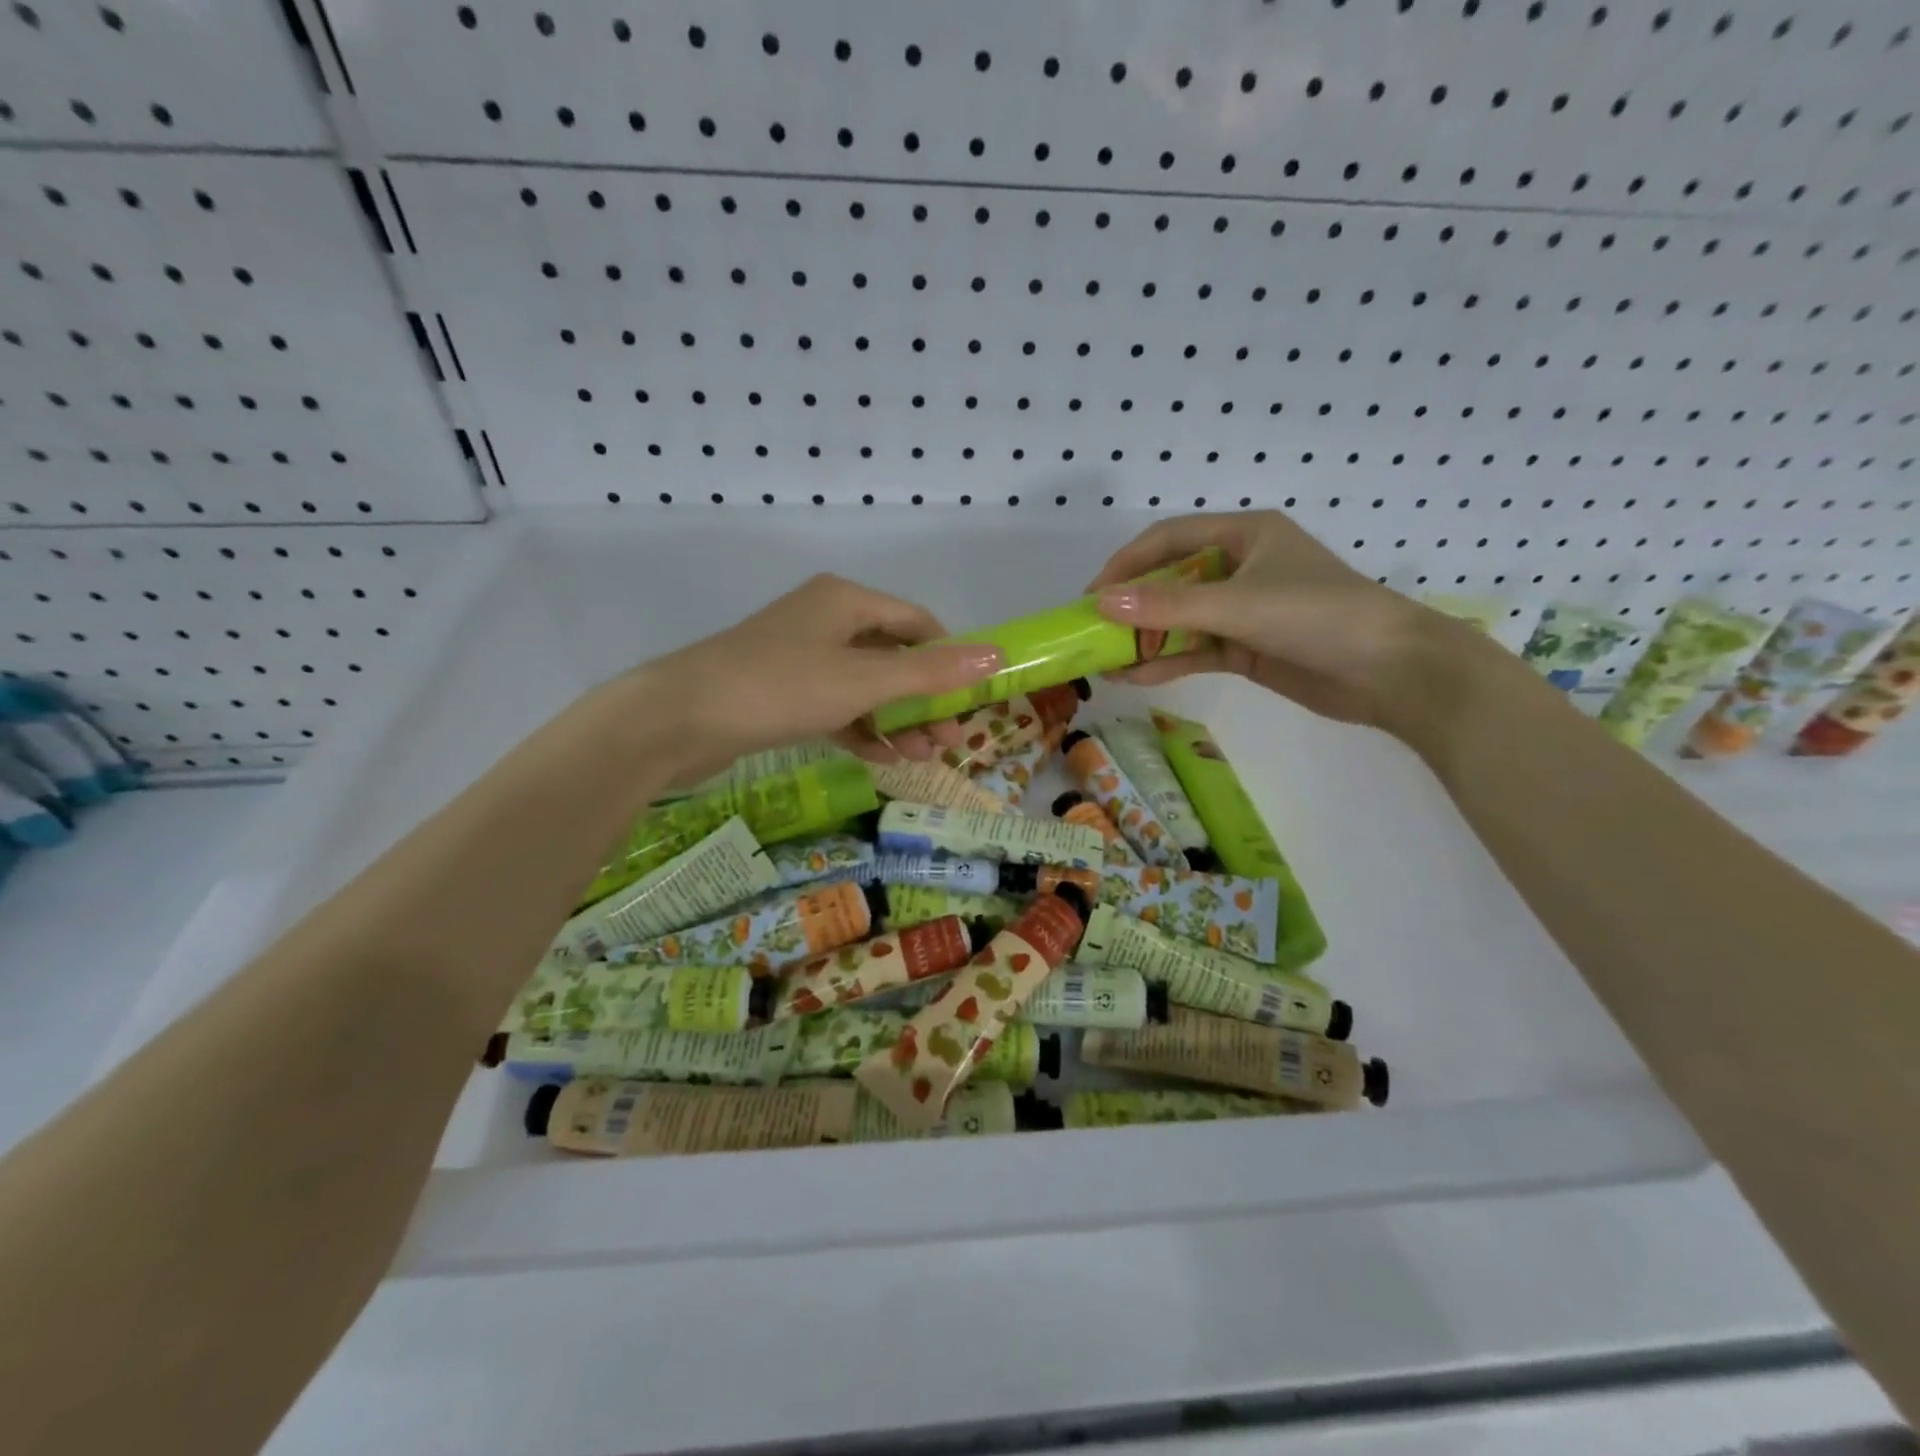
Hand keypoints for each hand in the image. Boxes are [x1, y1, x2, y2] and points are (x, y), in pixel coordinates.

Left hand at [636, 573, 1002, 782]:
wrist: (679, 719)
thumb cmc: (781, 687)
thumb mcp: (864, 681)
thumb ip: (931, 672)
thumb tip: (998, 655)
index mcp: (846, 600)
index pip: (918, 622)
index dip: (950, 659)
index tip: (972, 701)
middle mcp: (825, 620)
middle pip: (894, 657)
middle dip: (925, 700)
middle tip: (951, 741)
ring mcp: (800, 657)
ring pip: (865, 687)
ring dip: (897, 720)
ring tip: (925, 758)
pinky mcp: (781, 692)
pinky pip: (836, 707)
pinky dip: (862, 729)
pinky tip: (884, 760)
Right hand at [1085, 511, 1443, 730]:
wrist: (1390, 671)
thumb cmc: (1317, 616)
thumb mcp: (1237, 605)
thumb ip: (1168, 606)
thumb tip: (1101, 603)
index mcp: (1244, 535)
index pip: (1168, 539)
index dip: (1125, 564)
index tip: (1090, 594)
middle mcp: (1240, 567)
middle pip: (1170, 580)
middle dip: (1131, 607)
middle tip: (1092, 630)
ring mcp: (1244, 610)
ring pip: (1181, 620)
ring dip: (1145, 640)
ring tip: (1104, 662)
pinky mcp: (1248, 648)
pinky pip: (1197, 650)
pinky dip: (1168, 662)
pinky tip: (1134, 677)